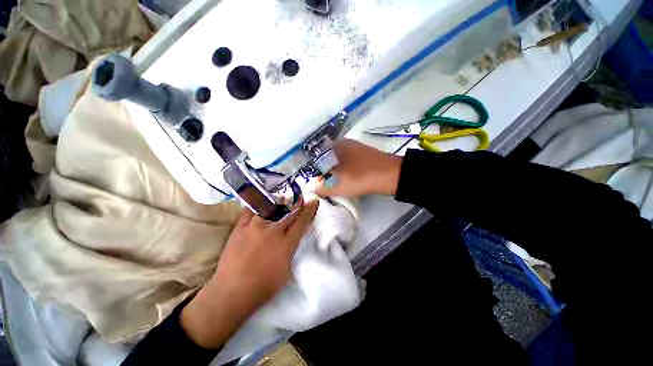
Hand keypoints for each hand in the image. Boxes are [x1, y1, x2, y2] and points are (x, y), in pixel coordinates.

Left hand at [180, 200, 318, 348]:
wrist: (231, 293)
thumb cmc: (263, 287)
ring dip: (278, 202)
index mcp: (286, 245)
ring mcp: (254, 228)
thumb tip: (293, 239)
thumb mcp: (286, 271)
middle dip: (297, 203)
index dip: (309, 210)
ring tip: (282, 197)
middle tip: (301, 196)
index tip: (313, 199)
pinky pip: (249, 211)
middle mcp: (272, 233)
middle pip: (288, 213)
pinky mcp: (239, 228)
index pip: (301, 222)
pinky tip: (260, 204)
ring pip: (269, 208)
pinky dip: (256, 206)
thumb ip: (291, 251)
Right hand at [315, 139, 402, 197]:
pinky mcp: (363, 155)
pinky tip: (345, 179)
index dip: (312, 169)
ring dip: (333, 172)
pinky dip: (343, 171)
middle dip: (323, 172)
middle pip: (326, 158)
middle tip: (322, 184)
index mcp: (334, 145)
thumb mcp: (336, 185)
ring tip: (333, 184)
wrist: (391, 175)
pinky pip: (347, 163)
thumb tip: (314, 187)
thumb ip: (320, 187)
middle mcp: (343, 143)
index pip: (315, 156)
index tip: (313, 181)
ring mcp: (354, 148)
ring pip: (337, 160)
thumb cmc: (360, 177)